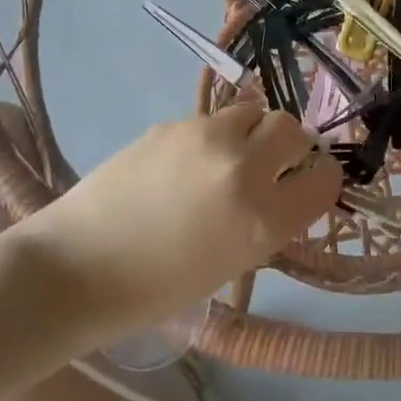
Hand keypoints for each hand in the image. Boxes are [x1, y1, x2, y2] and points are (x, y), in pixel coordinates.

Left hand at [19, 104, 340, 337]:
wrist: (76, 267)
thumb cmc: (154, 289)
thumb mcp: (229, 265)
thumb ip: (265, 222)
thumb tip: (282, 190)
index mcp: (264, 220)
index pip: (324, 179)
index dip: (320, 180)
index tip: (309, 184)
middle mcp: (244, 169)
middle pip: (292, 128)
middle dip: (289, 144)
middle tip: (272, 163)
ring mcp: (206, 137)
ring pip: (251, 111)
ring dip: (250, 131)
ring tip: (226, 157)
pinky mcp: (173, 122)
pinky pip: (211, 118)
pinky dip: (211, 135)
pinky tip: (183, 163)